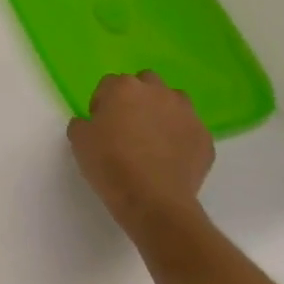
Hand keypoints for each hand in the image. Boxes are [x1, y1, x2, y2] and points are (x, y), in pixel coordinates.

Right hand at [67, 71, 214, 245]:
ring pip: (174, 100)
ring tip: (154, 137)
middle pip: (146, 82)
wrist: (153, 200)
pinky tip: (171, 157)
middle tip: (128, 124)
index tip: (100, 124)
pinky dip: (181, 137)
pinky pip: (189, 129)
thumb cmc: (109, 164)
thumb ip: (82, 123)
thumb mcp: (78, 140)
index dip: (103, 103)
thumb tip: (91, 123)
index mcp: (123, 87)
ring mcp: (186, 113)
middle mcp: (157, 92)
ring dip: (163, 111)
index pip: (109, 84)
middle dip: (137, 98)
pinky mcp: (204, 137)